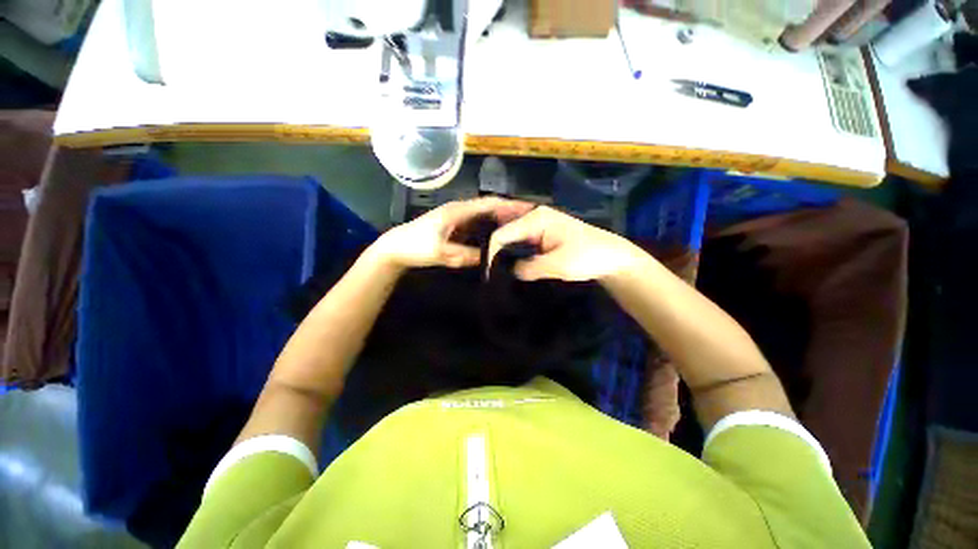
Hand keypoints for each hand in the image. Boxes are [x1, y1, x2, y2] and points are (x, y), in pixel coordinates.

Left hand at [369, 197, 534, 269]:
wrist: (395, 248)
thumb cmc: (415, 246)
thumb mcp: (440, 252)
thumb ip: (463, 255)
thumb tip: (487, 258)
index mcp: (458, 211)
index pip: (489, 203)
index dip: (509, 204)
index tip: (529, 208)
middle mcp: (461, 210)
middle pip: (490, 207)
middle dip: (510, 211)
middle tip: (530, 219)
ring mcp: (458, 218)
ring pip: (484, 216)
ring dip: (501, 219)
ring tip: (520, 228)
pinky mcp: (456, 227)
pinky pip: (478, 225)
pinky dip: (490, 228)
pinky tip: (499, 237)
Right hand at [488, 206, 646, 281]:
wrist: (611, 257)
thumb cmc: (588, 257)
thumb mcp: (558, 265)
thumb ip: (530, 268)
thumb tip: (510, 272)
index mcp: (536, 217)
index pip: (502, 232)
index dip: (491, 251)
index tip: (487, 272)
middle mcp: (533, 215)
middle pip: (503, 228)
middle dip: (492, 247)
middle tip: (484, 268)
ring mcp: (537, 223)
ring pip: (509, 233)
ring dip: (499, 248)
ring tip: (489, 265)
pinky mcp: (541, 233)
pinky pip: (519, 239)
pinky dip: (510, 249)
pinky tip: (503, 261)